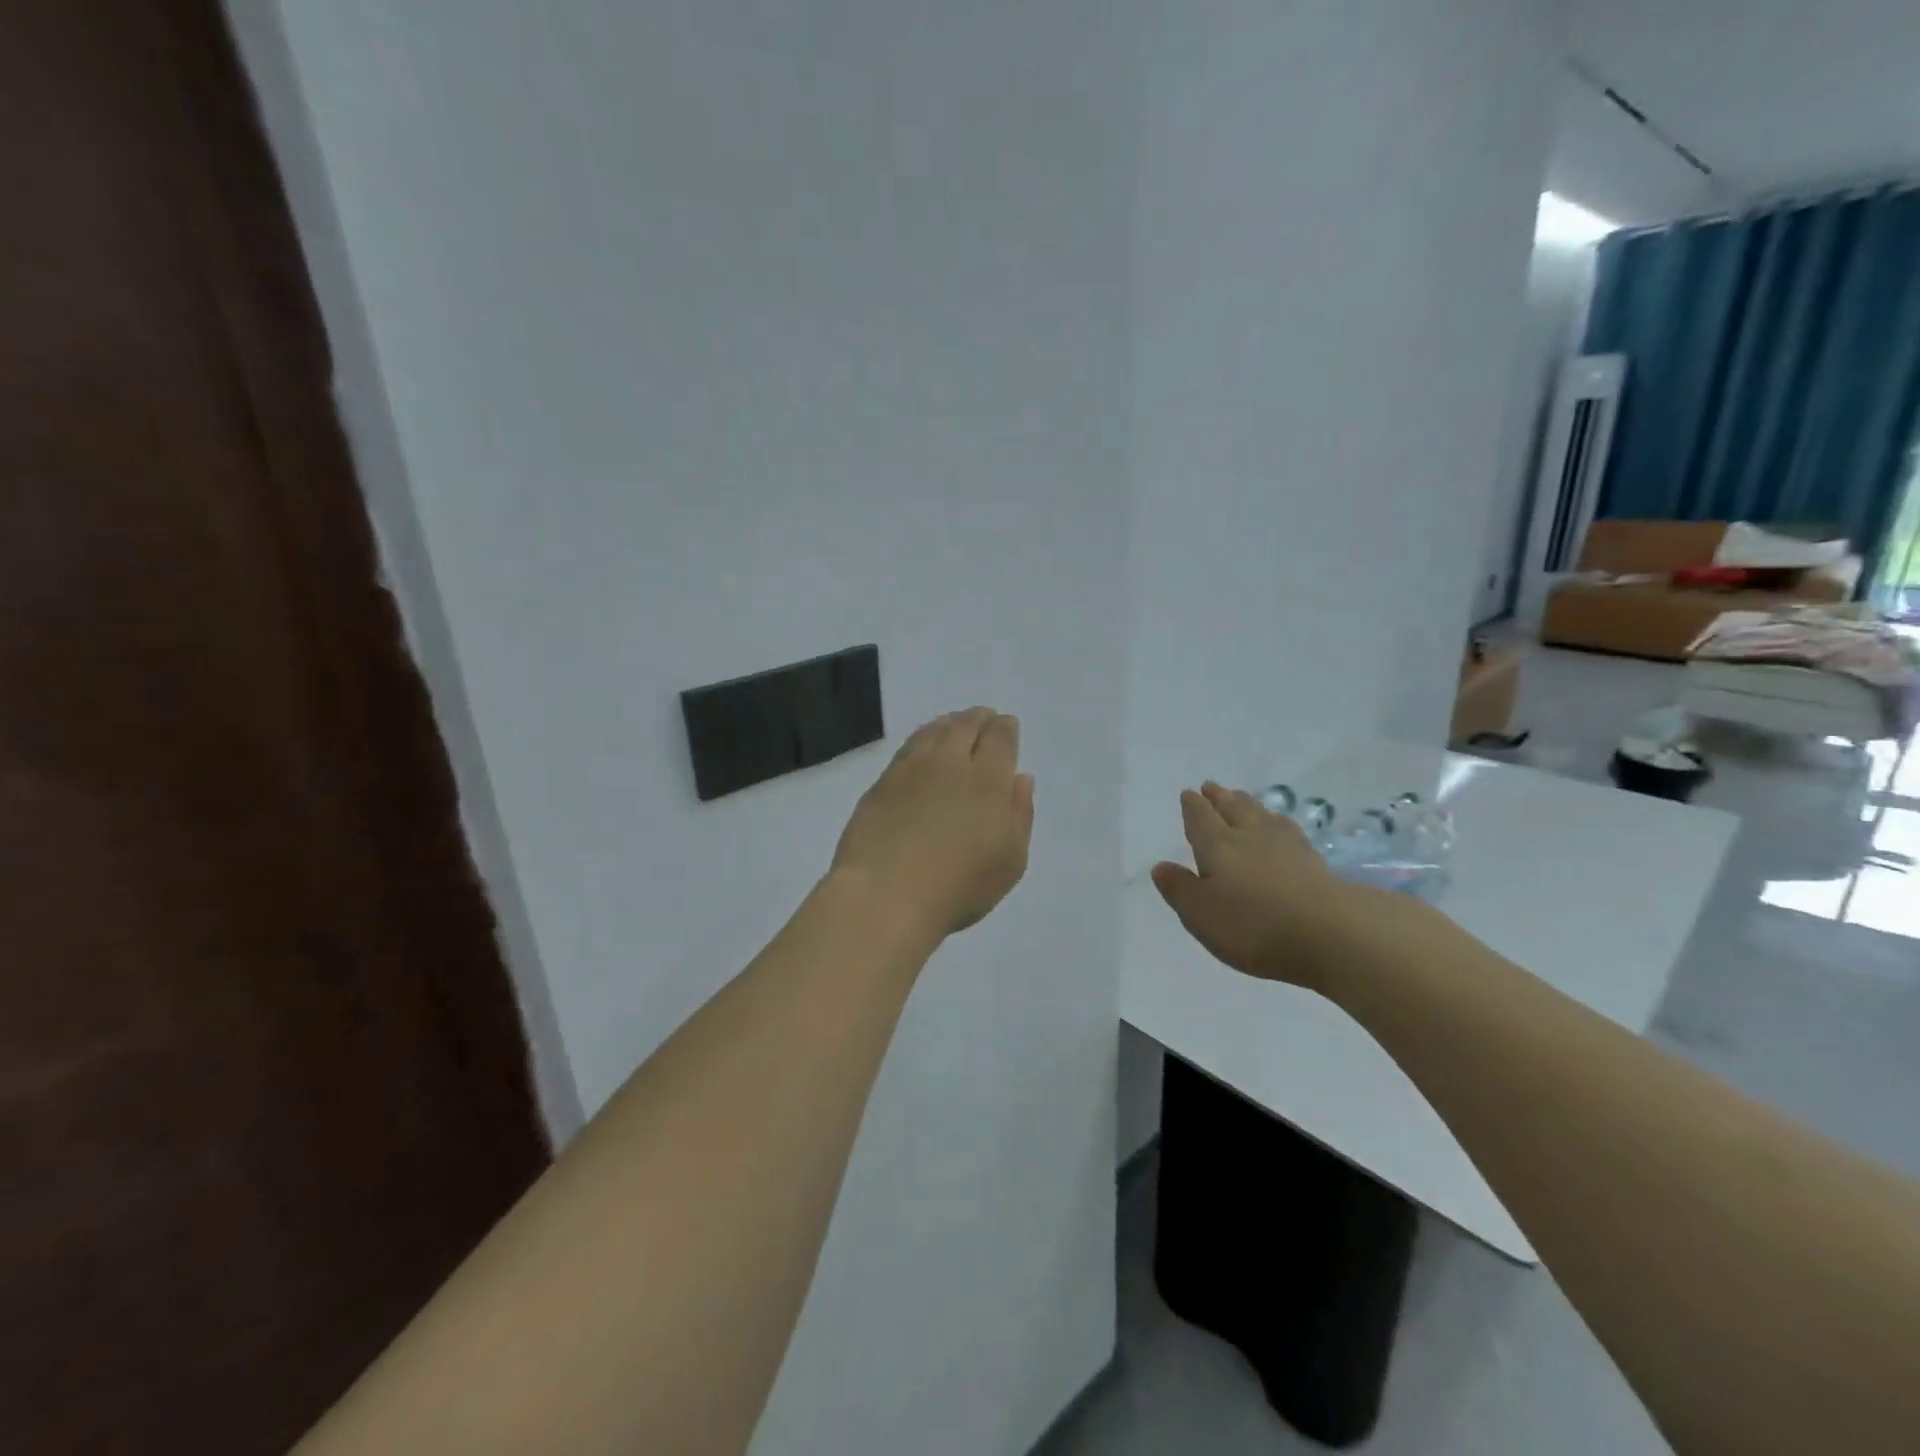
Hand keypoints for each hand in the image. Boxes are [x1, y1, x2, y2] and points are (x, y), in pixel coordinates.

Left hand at [831, 708, 1035, 941]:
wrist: (885, 895)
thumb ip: (1020, 814)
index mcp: (988, 779)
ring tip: (955, 724)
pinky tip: (923, 745)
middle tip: (984, 717)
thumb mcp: (1010, 861)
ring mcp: (912, 769)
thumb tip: (1021, 778)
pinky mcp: (883, 782)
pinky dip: (922, 737)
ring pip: (935, 730)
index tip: (1006, 725)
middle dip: (979, 718)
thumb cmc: (959, 887)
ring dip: (949, 722)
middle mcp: (950, 763)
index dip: (1005, 728)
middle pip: (966, 725)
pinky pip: (909, 746)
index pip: (1000, 738)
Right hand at [1150, 782, 1367, 990]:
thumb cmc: (1253, 926)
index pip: (1201, 818)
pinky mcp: (1314, 860)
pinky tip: (1281, 826)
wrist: (1331, 933)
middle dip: (1220, 797)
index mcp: (1218, 846)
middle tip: (1212, 786)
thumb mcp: (1201, 915)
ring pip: (1261, 814)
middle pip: (1233, 808)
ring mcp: (1286, 846)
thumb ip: (1179, 889)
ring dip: (1248, 803)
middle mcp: (1250, 836)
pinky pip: (1288, 829)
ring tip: (1242, 797)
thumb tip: (1161, 866)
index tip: (1190, 794)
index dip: (1193, 806)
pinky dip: (1277, 822)